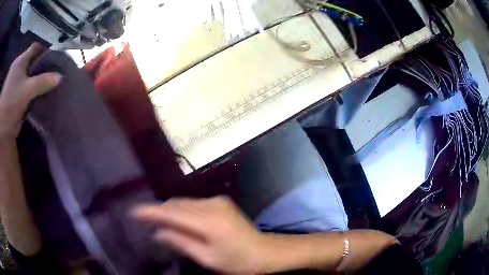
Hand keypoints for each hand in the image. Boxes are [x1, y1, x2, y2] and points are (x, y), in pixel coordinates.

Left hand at [0, 43, 61, 138]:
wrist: (0, 124)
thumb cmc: (10, 102)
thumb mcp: (27, 92)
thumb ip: (42, 83)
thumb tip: (60, 77)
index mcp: (22, 60)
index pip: (36, 48)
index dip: (44, 52)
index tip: (51, 63)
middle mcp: (17, 65)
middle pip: (30, 61)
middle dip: (38, 68)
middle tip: (46, 78)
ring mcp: (12, 78)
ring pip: (24, 74)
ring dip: (31, 80)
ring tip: (38, 89)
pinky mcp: (9, 91)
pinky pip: (19, 85)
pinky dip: (24, 89)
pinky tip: (28, 98)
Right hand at [132, 196, 266, 274]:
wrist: (265, 252)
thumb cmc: (238, 262)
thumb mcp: (208, 258)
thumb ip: (181, 243)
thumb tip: (158, 233)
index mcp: (209, 223)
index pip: (172, 213)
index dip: (151, 211)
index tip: (134, 212)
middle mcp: (213, 206)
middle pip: (177, 204)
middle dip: (159, 210)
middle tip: (144, 218)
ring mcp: (218, 201)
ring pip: (184, 202)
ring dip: (170, 210)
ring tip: (157, 220)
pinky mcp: (221, 201)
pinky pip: (194, 203)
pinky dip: (182, 210)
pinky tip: (177, 219)